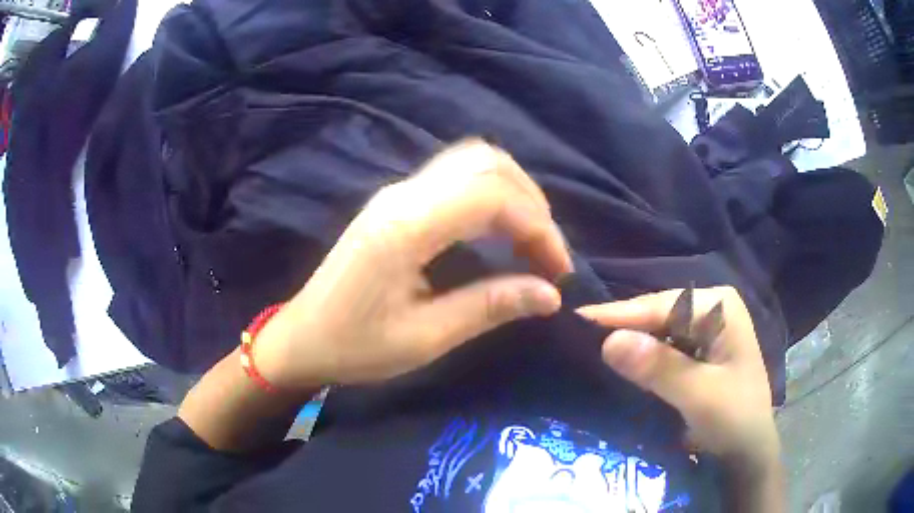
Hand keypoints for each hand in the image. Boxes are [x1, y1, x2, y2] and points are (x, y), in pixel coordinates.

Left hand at [254, 140, 572, 389]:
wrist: (301, 337)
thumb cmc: (354, 346)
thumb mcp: (424, 338)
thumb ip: (488, 307)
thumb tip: (550, 295)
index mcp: (406, 227)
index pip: (492, 197)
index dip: (538, 227)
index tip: (558, 271)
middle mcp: (403, 195)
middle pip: (486, 164)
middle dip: (532, 203)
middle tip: (548, 253)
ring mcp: (397, 193)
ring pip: (472, 163)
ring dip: (513, 193)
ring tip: (531, 240)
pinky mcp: (396, 202)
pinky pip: (455, 177)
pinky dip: (490, 194)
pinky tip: (500, 229)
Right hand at [577, 287, 779, 465]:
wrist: (747, 451)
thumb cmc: (735, 420)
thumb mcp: (700, 396)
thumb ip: (660, 368)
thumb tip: (608, 342)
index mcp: (718, 305)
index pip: (660, 305)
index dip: (618, 315)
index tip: (575, 319)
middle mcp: (709, 308)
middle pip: (655, 315)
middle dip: (621, 329)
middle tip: (573, 337)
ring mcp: (701, 329)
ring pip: (654, 332)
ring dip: (627, 345)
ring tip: (583, 348)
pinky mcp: (693, 351)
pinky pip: (658, 349)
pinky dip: (637, 360)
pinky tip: (615, 365)